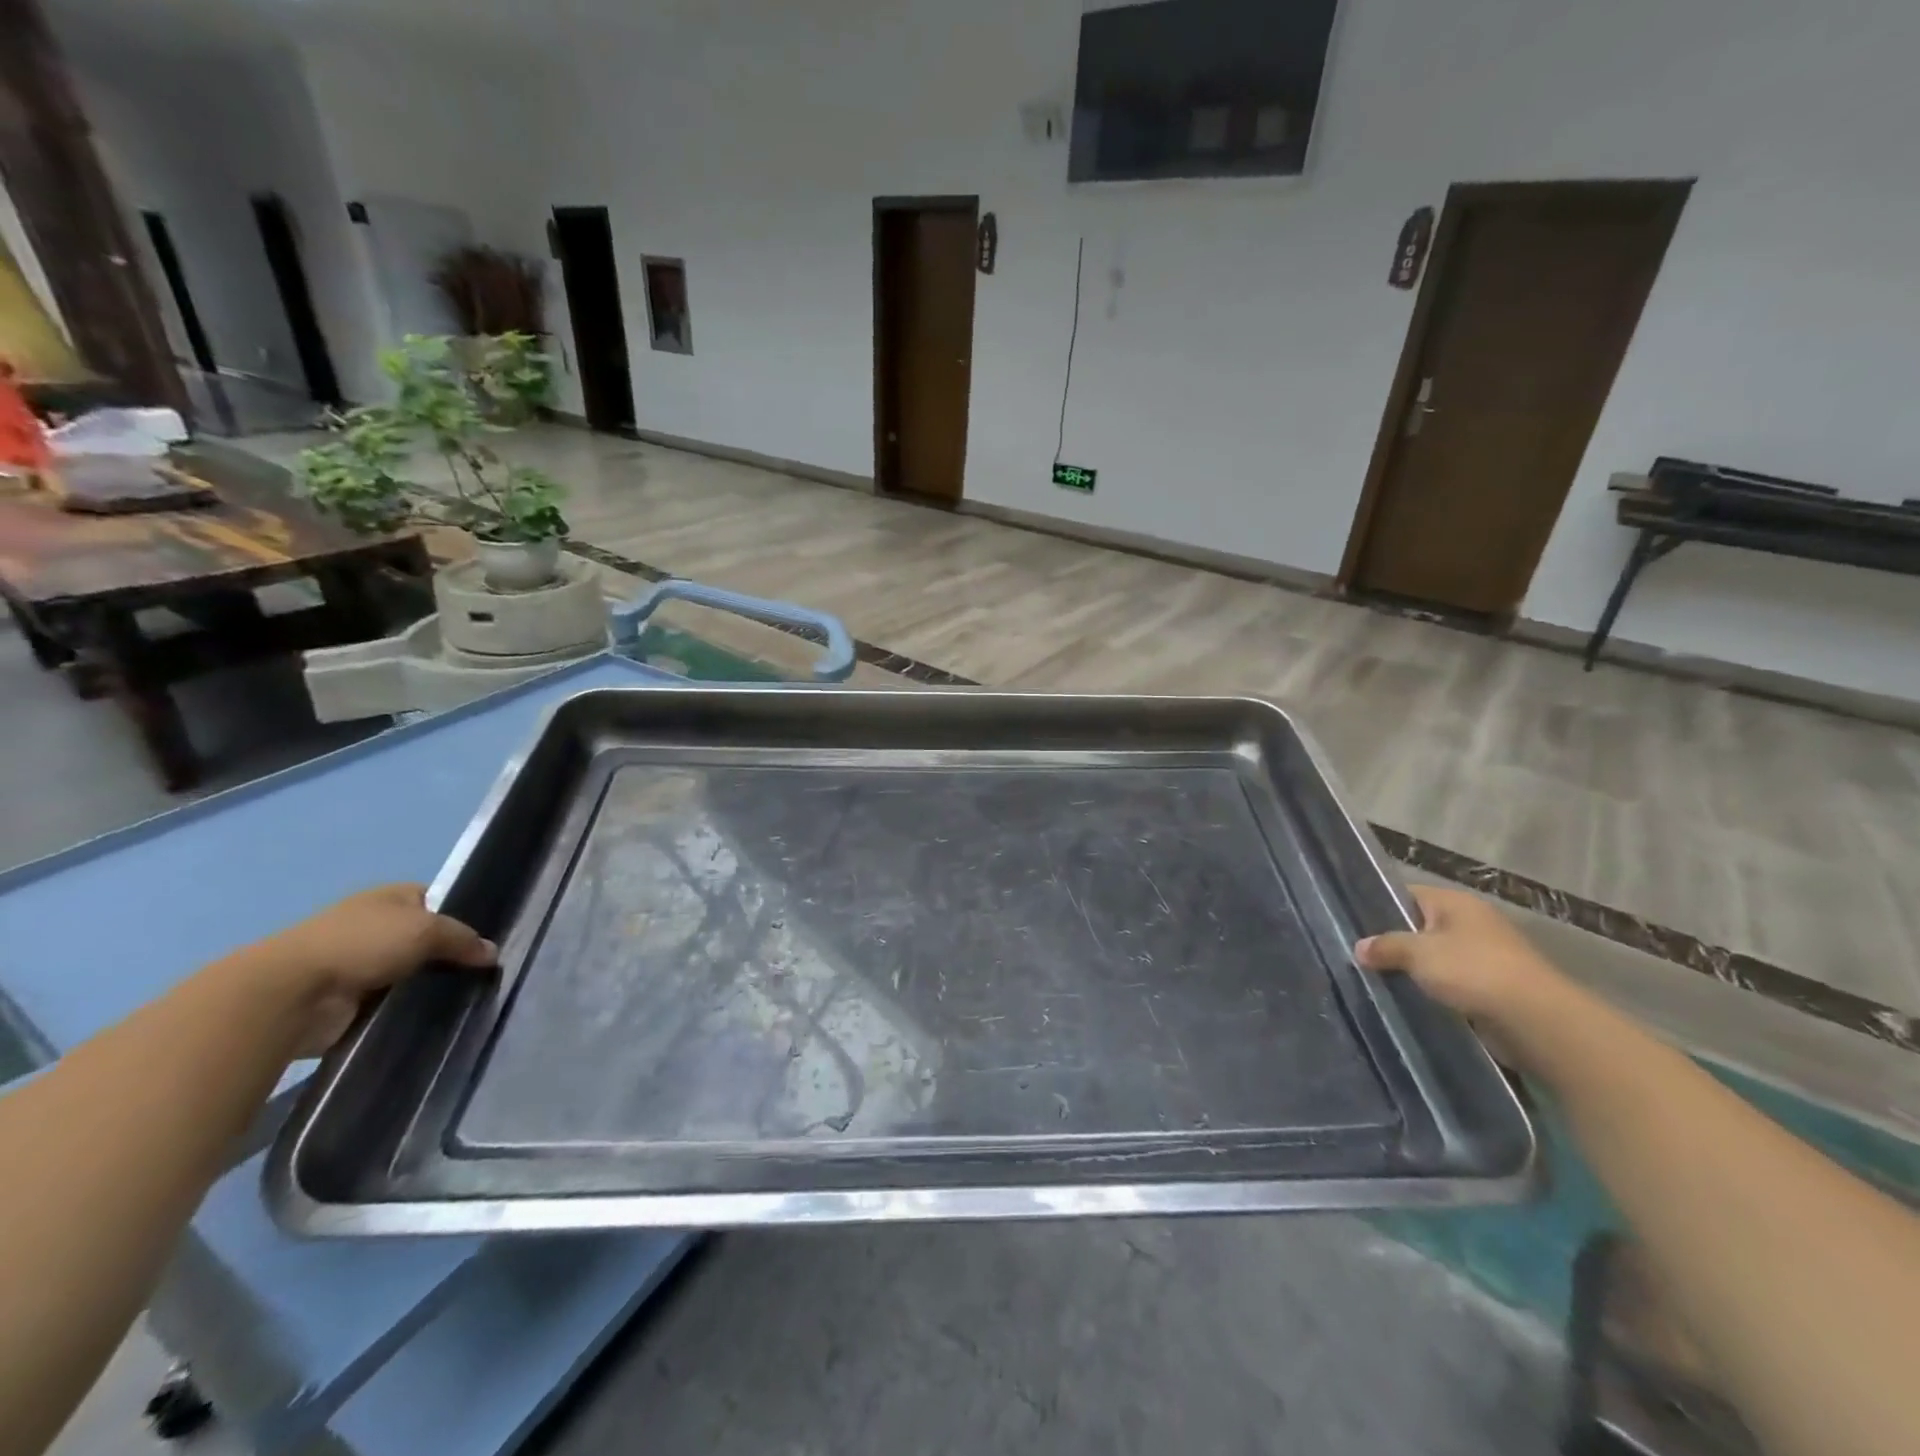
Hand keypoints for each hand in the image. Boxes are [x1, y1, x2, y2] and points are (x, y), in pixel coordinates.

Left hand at [248, 885, 495, 1056]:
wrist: (291, 994)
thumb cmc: (362, 944)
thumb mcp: (427, 929)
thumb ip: (464, 939)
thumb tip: (492, 953)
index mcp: (391, 897)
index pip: (439, 901)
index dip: (464, 917)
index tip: (488, 940)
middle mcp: (377, 925)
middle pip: (427, 939)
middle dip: (451, 955)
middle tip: (485, 973)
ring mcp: (362, 964)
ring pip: (413, 973)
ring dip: (431, 984)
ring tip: (468, 997)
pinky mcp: (352, 1001)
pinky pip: (394, 1001)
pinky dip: (410, 1008)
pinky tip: (436, 1015)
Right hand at [1354, 884, 1566, 1025]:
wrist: (1536, 1020)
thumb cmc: (1473, 971)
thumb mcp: (1418, 954)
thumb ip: (1385, 947)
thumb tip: (1359, 948)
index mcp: (1455, 902)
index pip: (1406, 895)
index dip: (1379, 907)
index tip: (1354, 926)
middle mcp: (1472, 921)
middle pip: (1420, 926)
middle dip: (1395, 942)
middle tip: (1362, 957)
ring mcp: (1486, 954)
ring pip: (1436, 957)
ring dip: (1415, 969)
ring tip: (1381, 980)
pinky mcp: (1494, 985)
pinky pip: (1453, 981)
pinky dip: (1436, 989)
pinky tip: (1413, 999)